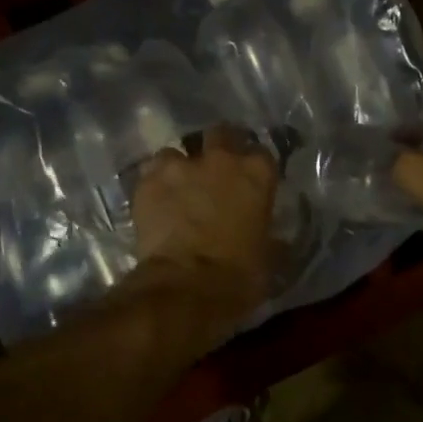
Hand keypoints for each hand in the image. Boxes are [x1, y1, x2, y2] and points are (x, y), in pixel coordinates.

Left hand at [130, 128, 278, 322]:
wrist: (186, 287)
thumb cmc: (238, 276)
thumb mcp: (268, 257)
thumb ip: (269, 235)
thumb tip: (274, 240)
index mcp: (257, 173)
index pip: (261, 153)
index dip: (254, 166)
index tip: (250, 181)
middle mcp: (221, 159)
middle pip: (220, 134)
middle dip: (217, 147)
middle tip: (213, 173)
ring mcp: (181, 166)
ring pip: (177, 151)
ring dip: (179, 167)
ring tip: (177, 189)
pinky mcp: (148, 181)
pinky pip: (151, 173)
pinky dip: (154, 185)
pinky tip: (155, 203)